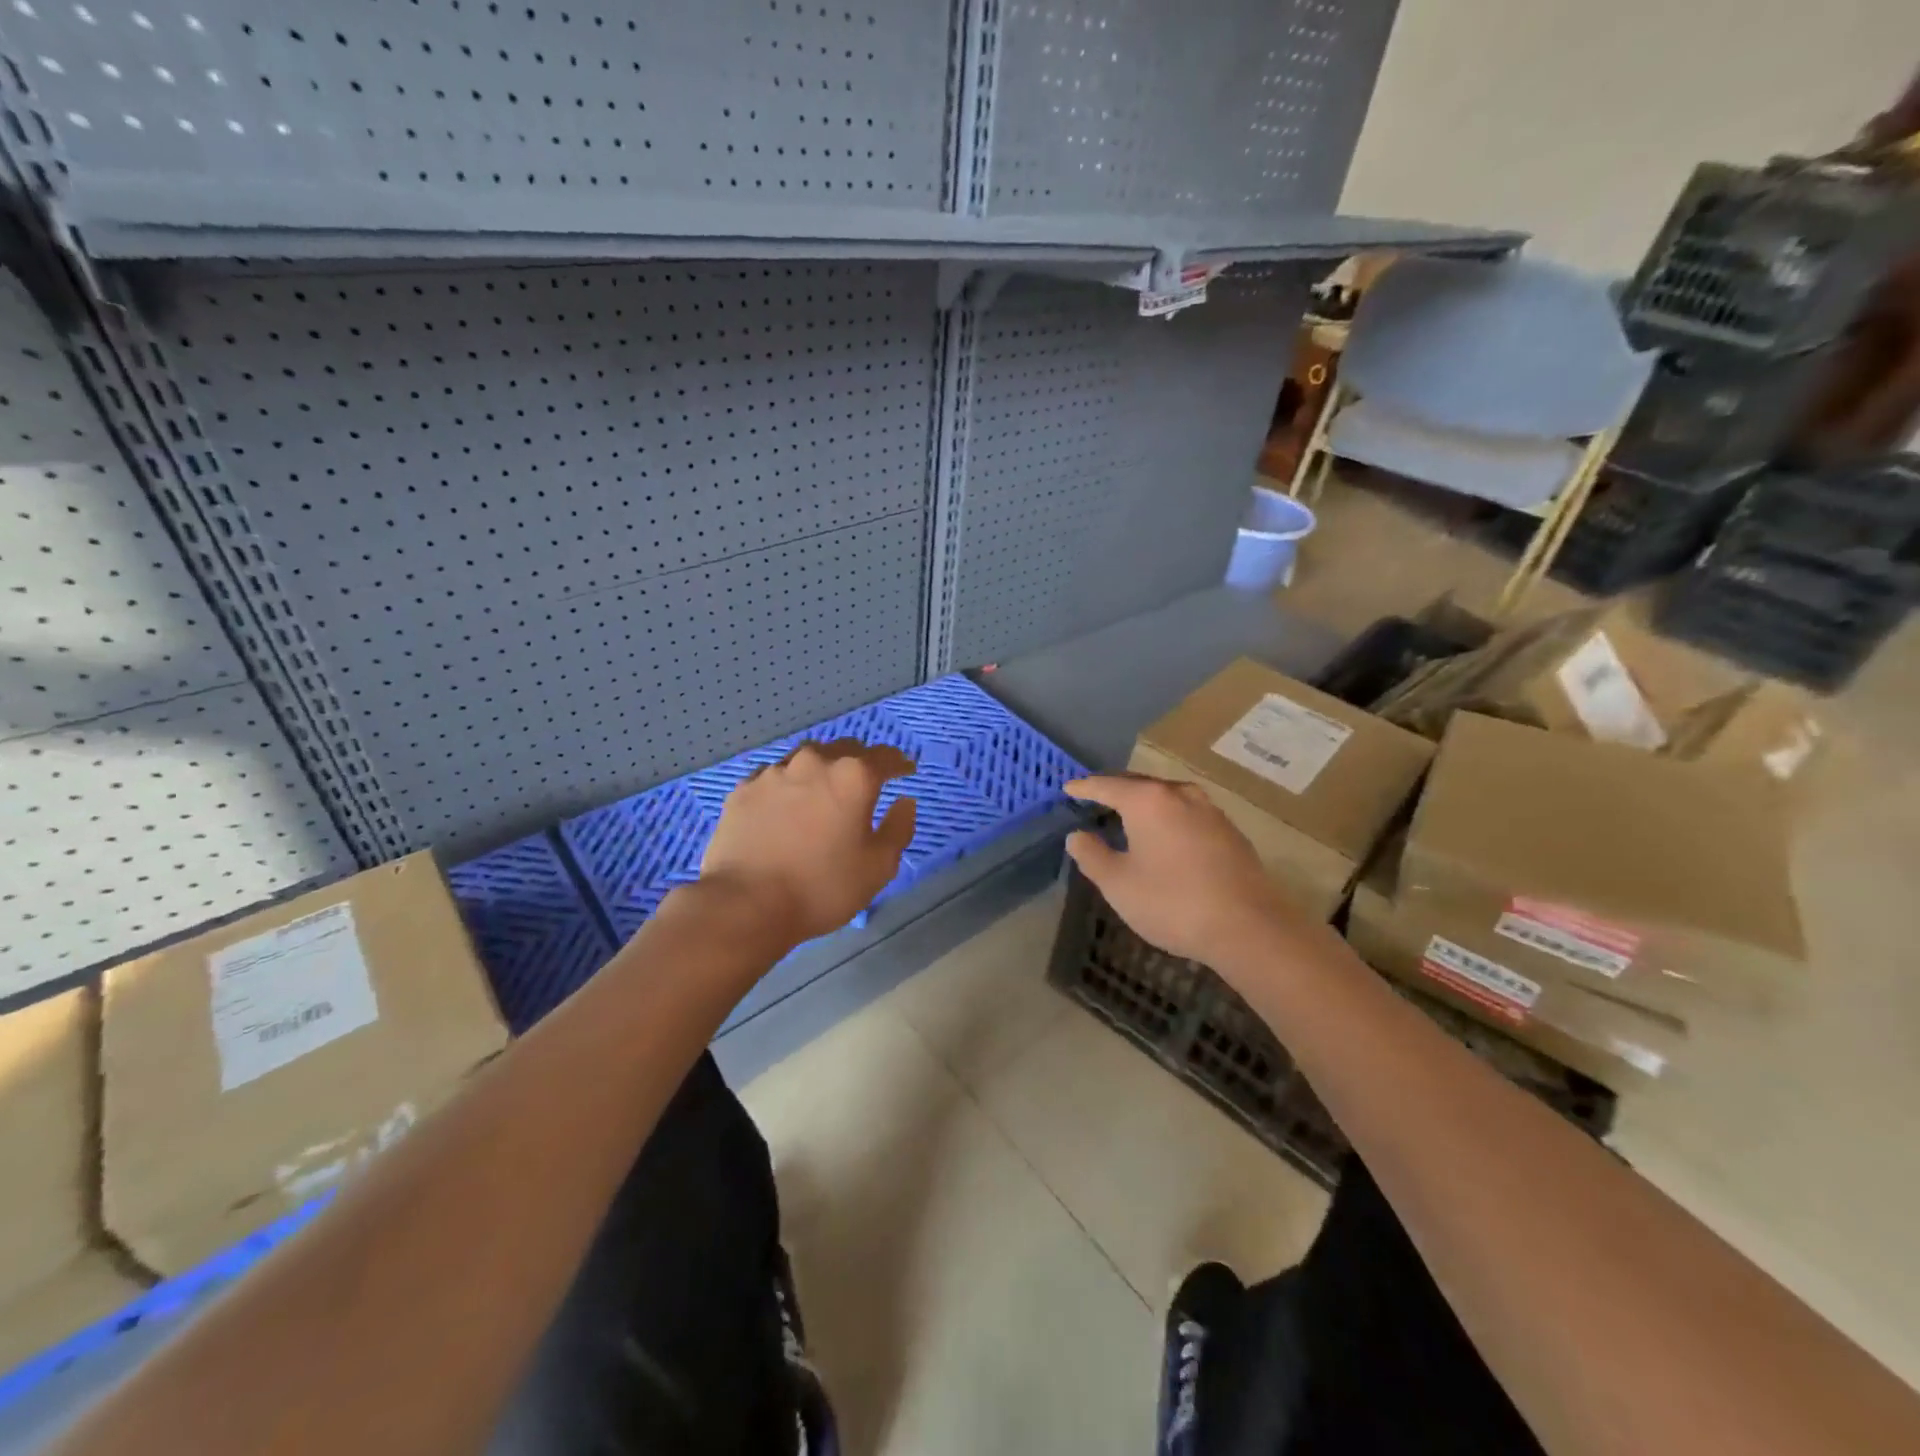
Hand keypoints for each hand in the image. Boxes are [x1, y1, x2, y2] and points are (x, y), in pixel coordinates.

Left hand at [699, 738, 917, 946]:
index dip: (899, 763)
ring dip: (822, 768)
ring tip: (823, 790)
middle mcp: (815, 762)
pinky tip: (786, 804)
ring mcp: (775, 772)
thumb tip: (904, 802)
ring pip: (807, 757)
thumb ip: (899, 828)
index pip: (885, 756)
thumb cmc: (822, 887)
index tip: (906, 771)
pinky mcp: (744, 789)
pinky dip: (788, 785)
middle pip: (846, 749)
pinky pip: (775, 777)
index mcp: (854, 776)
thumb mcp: (878, 867)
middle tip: (865, 782)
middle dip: (860, 761)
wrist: (745, 904)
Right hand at [1065, 774, 1299, 967]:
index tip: (1068, 789)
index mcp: (1148, 801)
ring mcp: (1211, 811)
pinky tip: (1166, 836)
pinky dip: (1169, 818)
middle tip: (1096, 798)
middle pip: (1140, 785)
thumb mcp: (1118, 884)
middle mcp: (1180, 795)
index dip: (1084, 788)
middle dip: (1116, 790)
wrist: (1249, 928)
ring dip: (1146, 803)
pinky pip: (1188, 814)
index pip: (1107, 786)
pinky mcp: (1230, 832)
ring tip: (1129, 814)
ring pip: (1168, 798)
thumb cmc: (1172, 903)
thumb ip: (1092, 856)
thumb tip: (1077, 835)